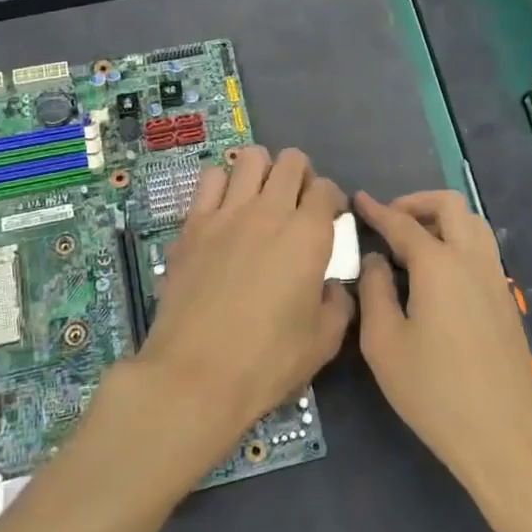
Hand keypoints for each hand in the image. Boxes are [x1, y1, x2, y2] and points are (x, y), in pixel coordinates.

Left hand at [129, 146, 350, 482]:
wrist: (195, 374)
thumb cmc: (267, 361)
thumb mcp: (324, 341)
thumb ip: (338, 303)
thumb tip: (333, 285)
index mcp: (308, 235)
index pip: (327, 189)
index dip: (333, 201)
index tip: (331, 220)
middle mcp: (270, 211)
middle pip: (292, 161)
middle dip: (302, 175)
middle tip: (298, 205)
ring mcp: (227, 212)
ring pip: (250, 157)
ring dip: (262, 171)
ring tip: (260, 198)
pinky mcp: (193, 223)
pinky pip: (210, 178)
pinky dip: (223, 183)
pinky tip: (224, 208)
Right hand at [355, 190, 531, 497]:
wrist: (504, 436)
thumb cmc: (434, 391)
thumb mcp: (384, 343)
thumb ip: (374, 291)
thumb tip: (376, 259)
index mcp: (439, 264)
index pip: (402, 223)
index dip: (377, 210)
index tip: (358, 199)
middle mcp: (472, 260)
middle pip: (450, 206)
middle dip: (416, 203)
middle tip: (389, 220)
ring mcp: (495, 279)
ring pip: (473, 224)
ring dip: (442, 220)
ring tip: (413, 242)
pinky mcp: (506, 300)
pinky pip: (482, 249)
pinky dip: (458, 240)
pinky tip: (437, 272)